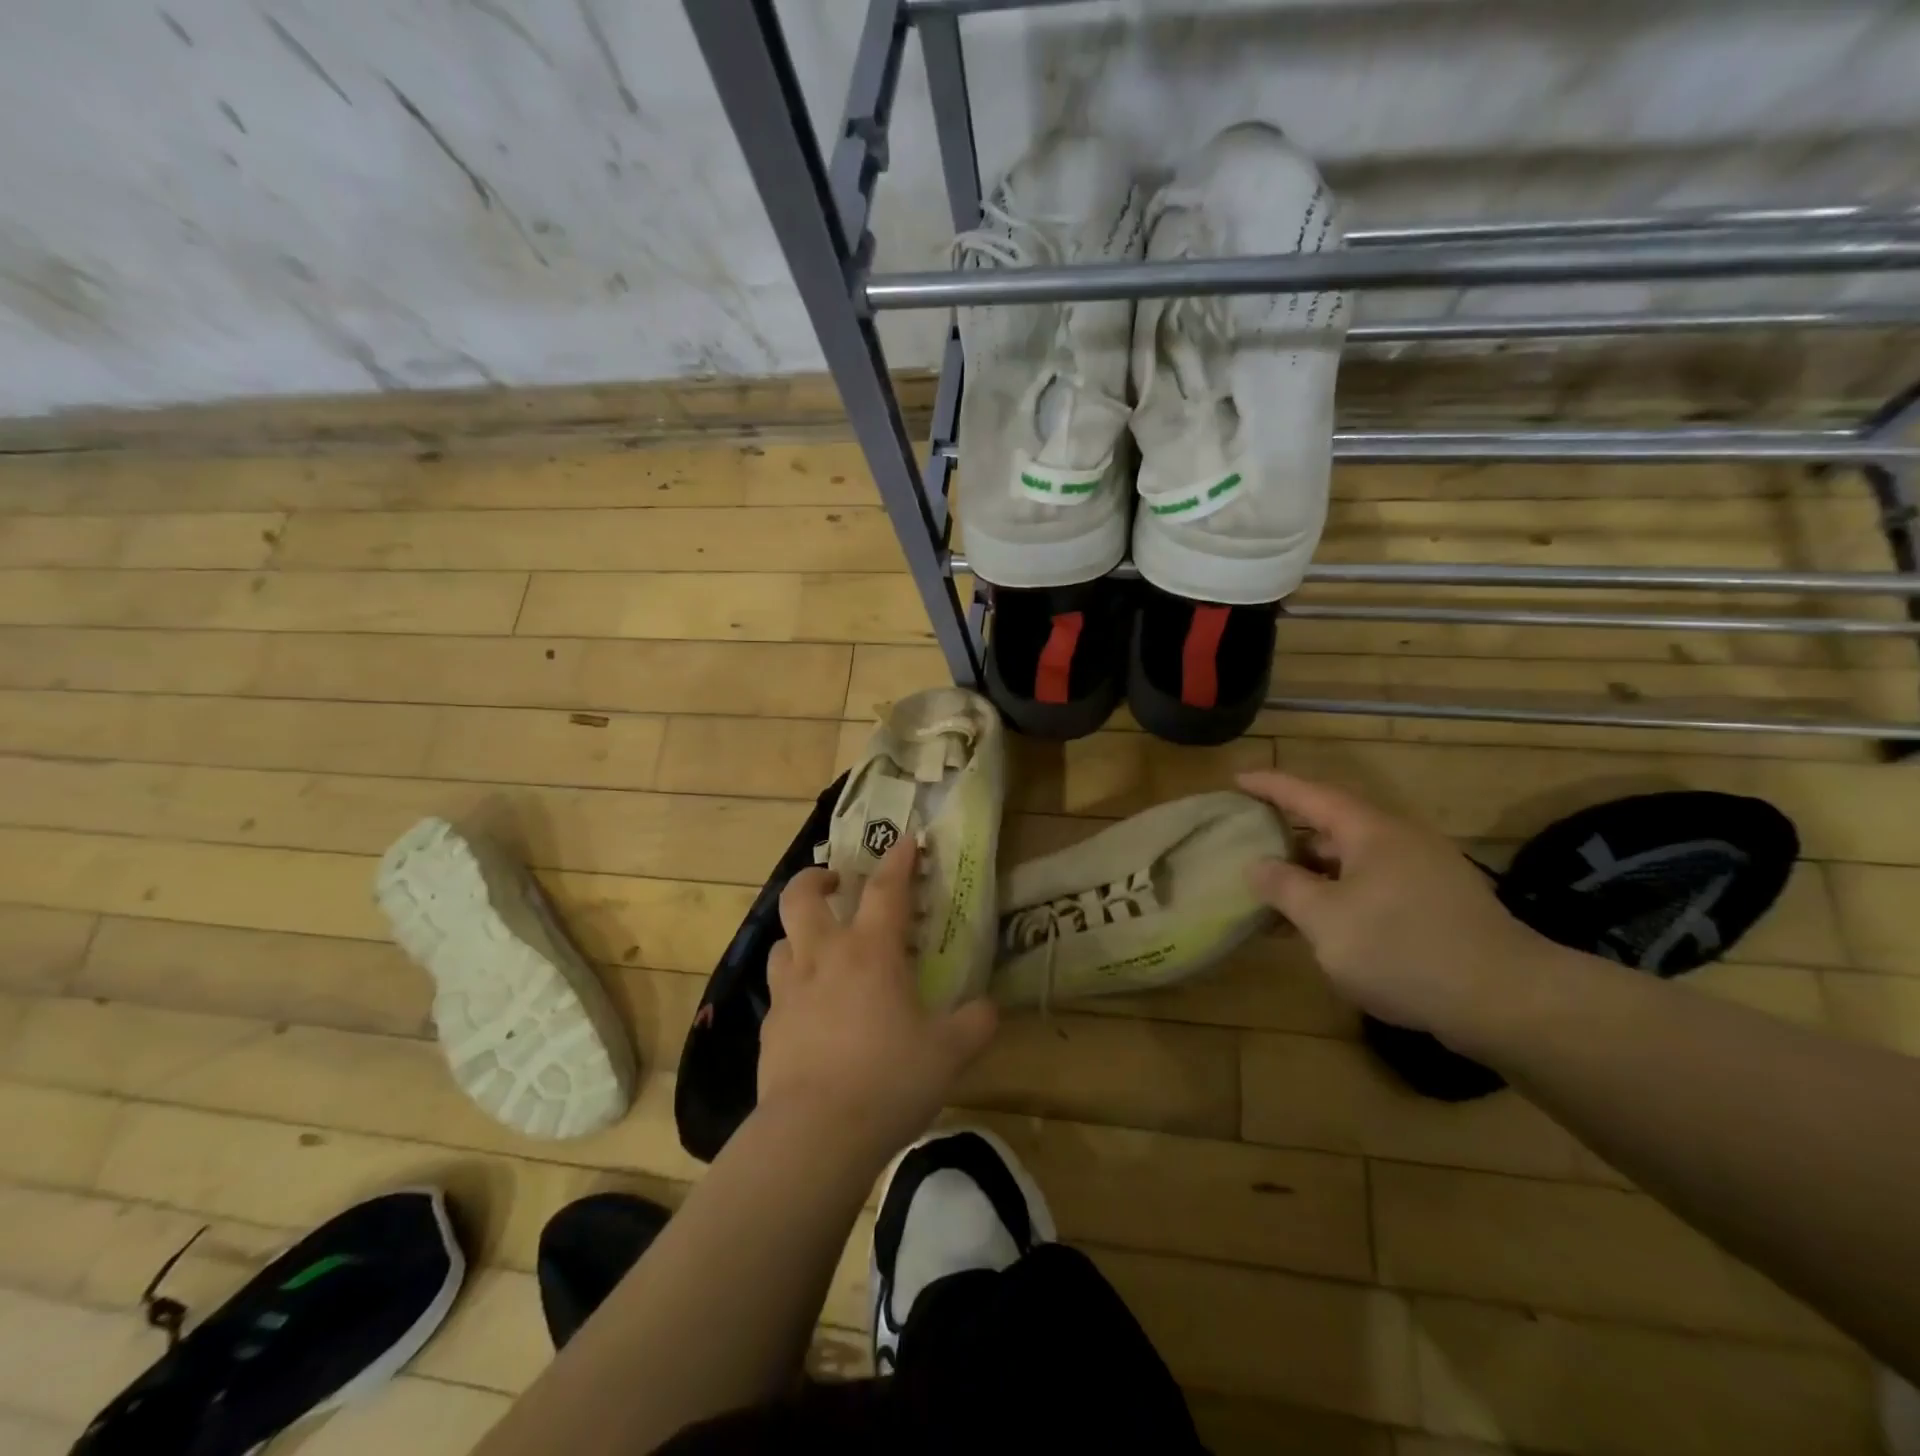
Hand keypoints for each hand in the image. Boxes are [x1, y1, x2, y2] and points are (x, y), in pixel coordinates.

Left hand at [758, 838, 997, 1163]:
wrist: (814, 1135)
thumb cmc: (888, 1080)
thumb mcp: (949, 1053)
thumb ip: (975, 1023)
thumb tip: (989, 1008)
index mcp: (871, 952)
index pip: (885, 888)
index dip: (898, 860)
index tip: (906, 840)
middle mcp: (824, 957)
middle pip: (802, 896)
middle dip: (816, 879)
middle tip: (834, 881)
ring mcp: (790, 991)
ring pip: (782, 940)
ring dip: (799, 934)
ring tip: (819, 947)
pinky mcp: (769, 1027)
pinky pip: (779, 991)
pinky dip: (794, 987)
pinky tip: (810, 1011)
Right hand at [1237, 770, 1558, 1046]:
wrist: (1508, 1001)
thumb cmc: (1402, 949)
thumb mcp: (1325, 920)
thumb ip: (1285, 887)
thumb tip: (1257, 864)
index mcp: (1371, 831)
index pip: (1309, 794)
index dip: (1271, 785)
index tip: (1237, 779)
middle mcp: (1400, 841)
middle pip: (1334, 824)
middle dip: (1292, 831)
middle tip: (1252, 840)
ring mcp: (1425, 872)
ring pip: (1356, 859)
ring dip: (1316, 869)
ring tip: (1280, 888)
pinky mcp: (1441, 905)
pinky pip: (1376, 884)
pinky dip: (1343, 892)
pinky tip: (1327, 923)